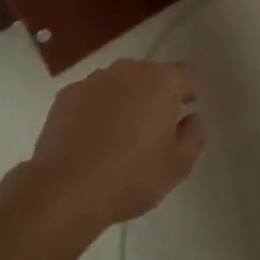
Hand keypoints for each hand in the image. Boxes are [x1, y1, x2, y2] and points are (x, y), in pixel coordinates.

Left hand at [28, 59, 204, 228]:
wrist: (67, 189)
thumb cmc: (132, 176)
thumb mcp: (178, 165)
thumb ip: (194, 135)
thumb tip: (192, 118)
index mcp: (161, 81)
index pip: (185, 75)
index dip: (188, 92)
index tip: (186, 110)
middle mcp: (128, 70)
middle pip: (150, 76)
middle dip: (155, 95)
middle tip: (154, 127)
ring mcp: (93, 80)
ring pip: (119, 84)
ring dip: (124, 100)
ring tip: (120, 134)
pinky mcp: (66, 95)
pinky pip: (91, 97)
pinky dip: (96, 110)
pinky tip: (92, 138)